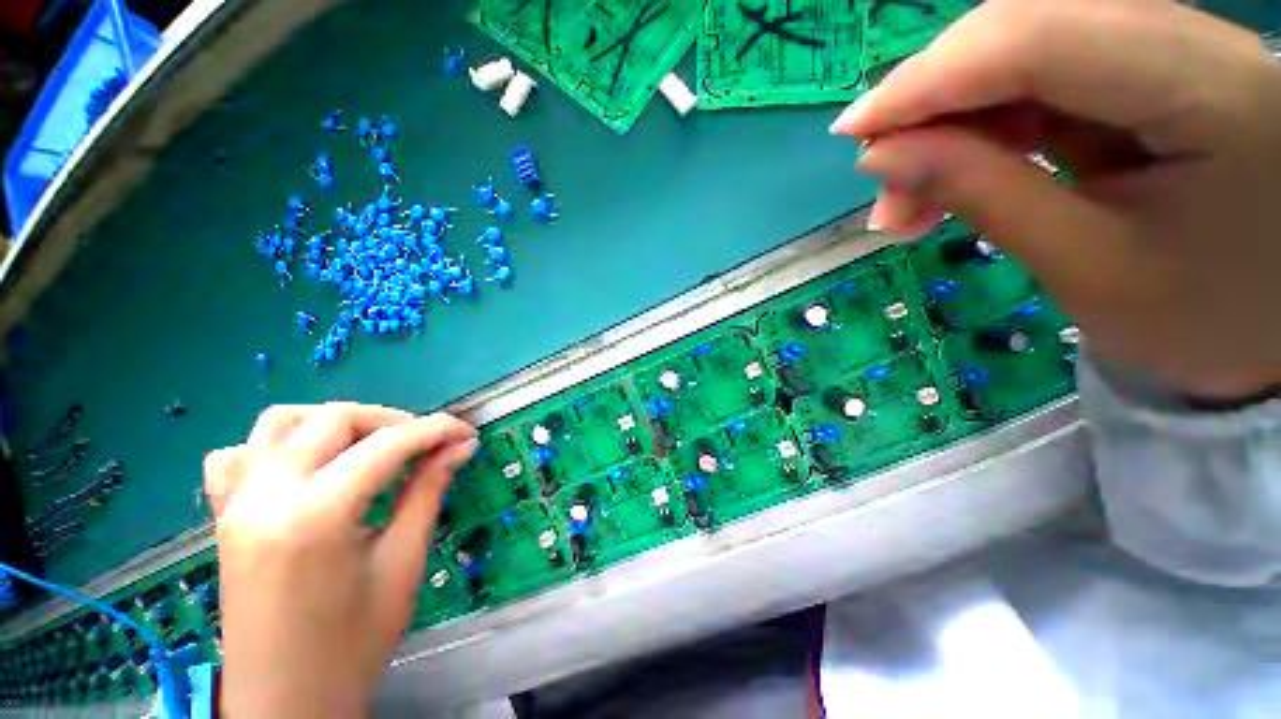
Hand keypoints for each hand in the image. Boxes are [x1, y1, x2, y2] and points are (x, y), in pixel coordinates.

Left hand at [204, 403, 476, 717]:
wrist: (285, 703)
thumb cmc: (352, 643)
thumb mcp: (402, 563)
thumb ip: (427, 492)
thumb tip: (460, 447)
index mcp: (315, 516)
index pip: (388, 445)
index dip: (436, 430)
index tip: (467, 433)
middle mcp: (267, 496)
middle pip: (334, 419)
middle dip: (393, 421)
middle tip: (428, 444)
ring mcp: (237, 504)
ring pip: (280, 422)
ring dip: (334, 422)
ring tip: (370, 446)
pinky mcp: (225, 516)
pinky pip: (237, 456)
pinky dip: (276, 446)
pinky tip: (305, 467)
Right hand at [831, 0, 1280, 401]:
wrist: (1266, 335)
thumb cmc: (1197, 320)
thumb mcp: (1083, 267)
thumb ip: (981, 194)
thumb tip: (881, 156)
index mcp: (1205, 88)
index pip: (1037, 39)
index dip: (929, 78)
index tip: (851, 132)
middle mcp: (1191, 41)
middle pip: (1025, 31)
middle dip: (934, 107)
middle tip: (884, 187)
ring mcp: (1168, 52)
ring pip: (1023, 55)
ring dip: (952, 125)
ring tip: (911, 201)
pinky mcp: (1147, 77)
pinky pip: (1041, 81)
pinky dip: (985, 128)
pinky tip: (957, 174)